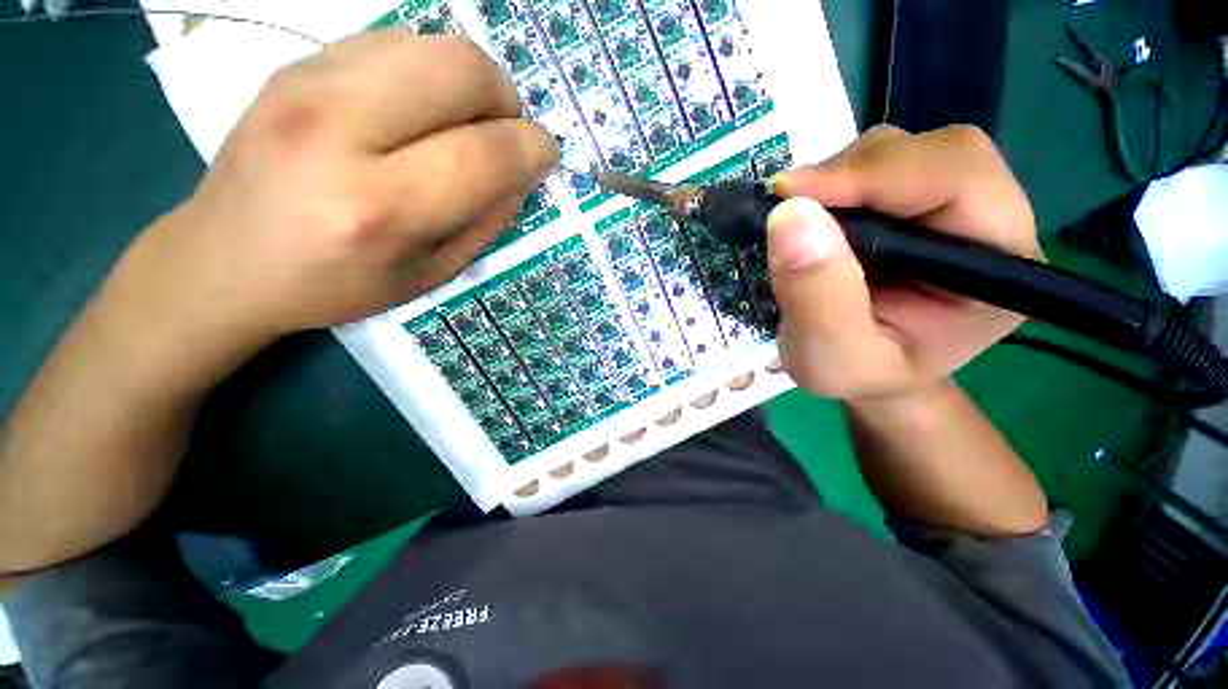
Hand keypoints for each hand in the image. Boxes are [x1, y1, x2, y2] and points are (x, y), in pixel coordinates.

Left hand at [117, 31, 556, 347]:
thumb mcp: (429, 275)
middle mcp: (337, 130)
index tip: (544, 156)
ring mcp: (306, 83)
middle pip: (461, 69)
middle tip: (502, 135)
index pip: (485, 153)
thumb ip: (485, 223)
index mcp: (378, 208)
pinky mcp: (294, 62)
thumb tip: (521, 175)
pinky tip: (416, 112)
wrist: (224, 261)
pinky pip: (392, 43)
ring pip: (430, 43)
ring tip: (460, 125)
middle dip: (506, 99)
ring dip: (469, 83)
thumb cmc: (335, 285)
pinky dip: (426, 73)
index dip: (533, 149)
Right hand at [767, 125, 1040, 400]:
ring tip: (797, 222)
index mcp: (998, 268)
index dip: (875, 175)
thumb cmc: (859, 374)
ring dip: (836, 178)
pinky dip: (830, 185)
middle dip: (851, 173)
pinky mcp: (911, 204)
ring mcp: (948, 207)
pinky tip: (809, 219)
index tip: (791, 195)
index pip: (958, 179)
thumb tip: (788, 214)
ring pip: (899, 152)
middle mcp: (987, 222)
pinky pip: (872, 169)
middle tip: (787, 206)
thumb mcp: (830, 356)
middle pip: (933, 152)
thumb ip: (816, 296)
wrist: (868, 372)